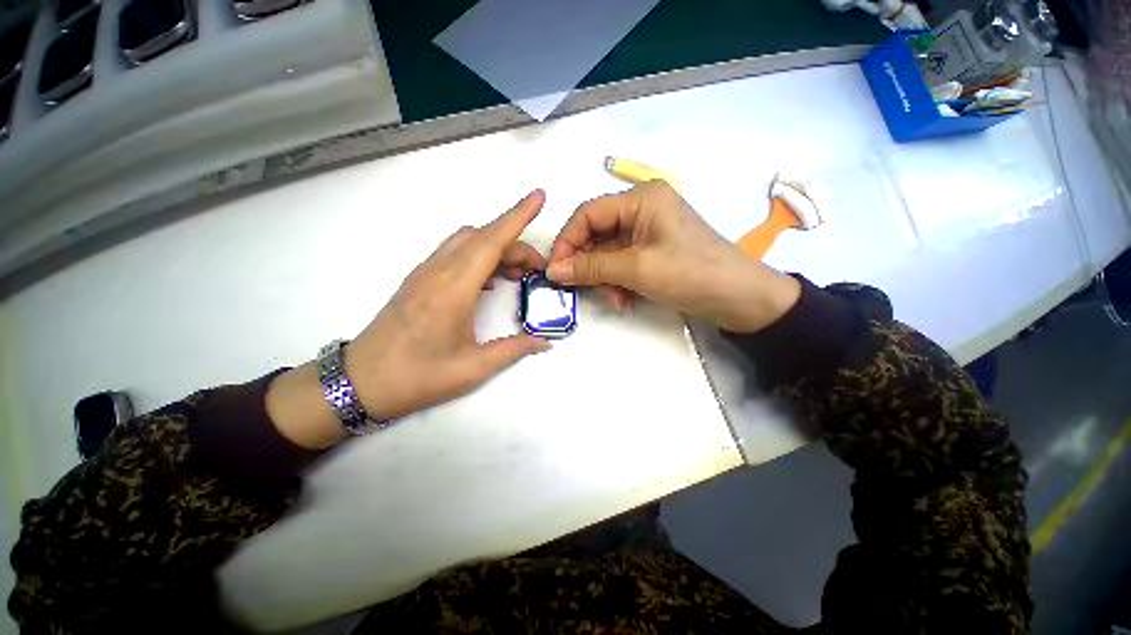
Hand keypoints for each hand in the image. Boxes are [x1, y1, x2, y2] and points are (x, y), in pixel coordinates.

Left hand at [267, 190, 550, 448]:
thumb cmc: (417, 377)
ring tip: (518, 274)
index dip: (517, 216)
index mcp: (452, 290)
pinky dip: (480, 256)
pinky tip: (490, 282)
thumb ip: (513, 350)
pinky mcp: (420, 279)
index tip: (538, 197)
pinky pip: (456, 253)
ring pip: (468, 241)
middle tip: (538, 270)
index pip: (491, 242)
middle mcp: (438, 271)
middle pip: (483, 238)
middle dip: (516, 244)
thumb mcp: (472, 368)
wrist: (361, 382)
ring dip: (497, 247)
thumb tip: (544, 342)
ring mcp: (425, 273)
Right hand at [547, 181, 799, 332]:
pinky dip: (618, 281)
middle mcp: (643, 209)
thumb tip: (553, 270)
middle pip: (597, 234)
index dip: (567, 241)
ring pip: (608, 252)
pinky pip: (623, 263)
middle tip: (581, 289)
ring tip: (614, 300)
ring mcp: (649, 231)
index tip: (555, 270)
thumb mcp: (636, 269)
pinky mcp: (654, 250)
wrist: (741, 299)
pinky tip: (625, 300)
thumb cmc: (690, 274)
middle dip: (589, 264)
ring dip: (605, 278)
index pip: (588, 213)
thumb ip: (591, 267)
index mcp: (641, 199)